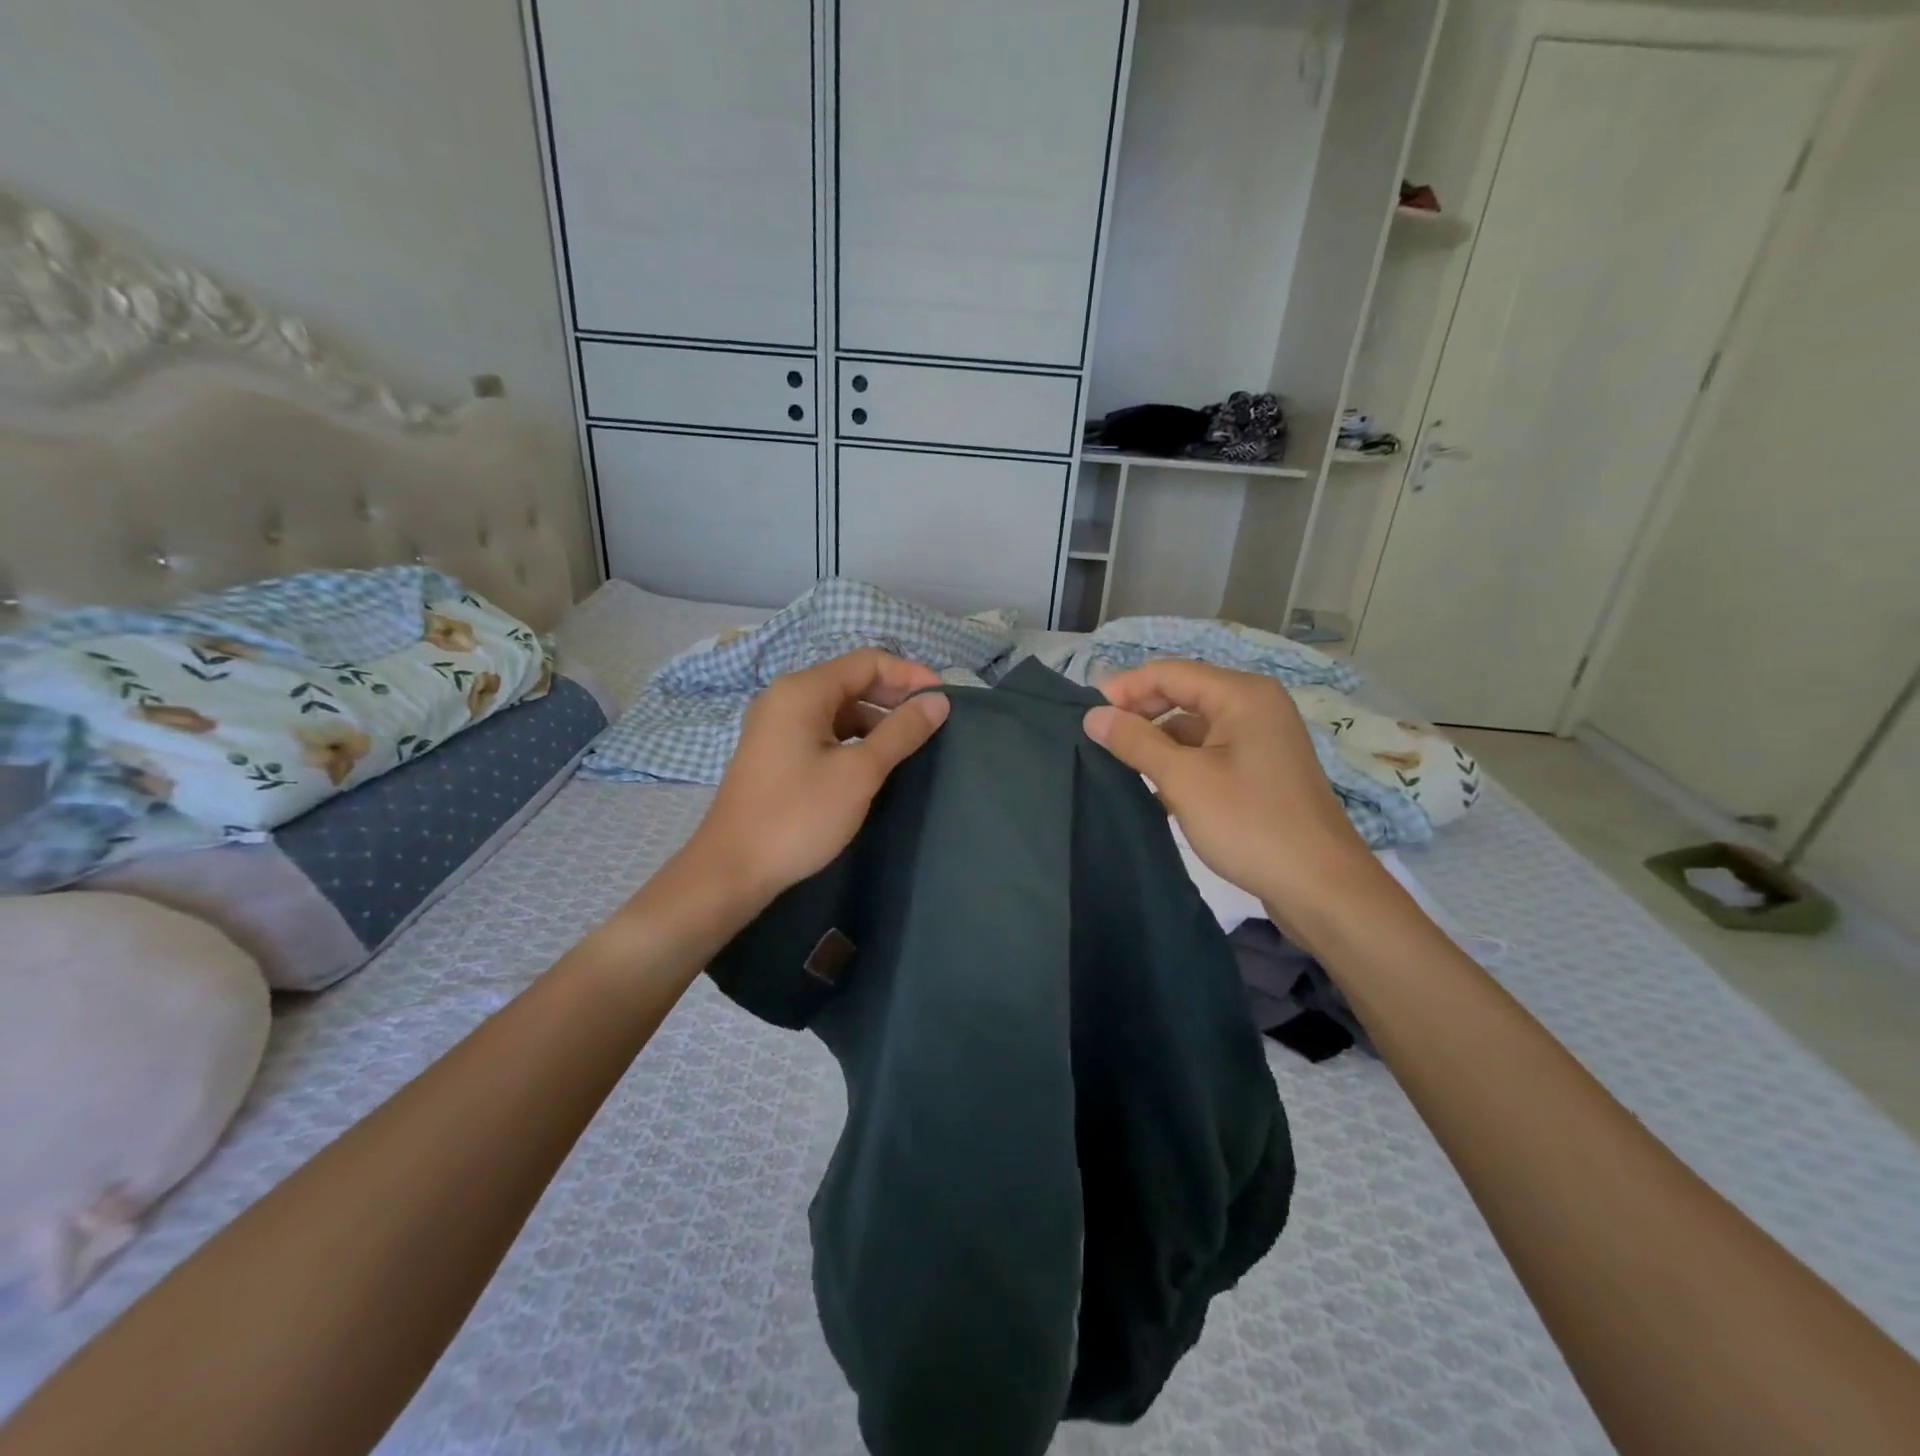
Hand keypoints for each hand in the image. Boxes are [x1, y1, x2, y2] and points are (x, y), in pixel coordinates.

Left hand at [680, 649, 950, 910]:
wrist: (732, 869)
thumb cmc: (799, 815)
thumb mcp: (859, 772)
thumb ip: (901, 732)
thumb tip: (938, 701)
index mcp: (803, 690)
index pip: (867, 661)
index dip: (910, 674)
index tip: (944, 699)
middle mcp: (786, 697)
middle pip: (851, 680)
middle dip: (894, 696)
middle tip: (933, 722)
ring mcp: (777, 725)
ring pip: (838, 708)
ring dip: (876, 719)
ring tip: (911, 744)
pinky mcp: (775, 751)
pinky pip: (823, 730)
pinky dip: (853, 737)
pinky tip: (874, 762)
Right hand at [1082, 659, 1383, 923]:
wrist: (1321, 887)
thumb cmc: (1250, 823)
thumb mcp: (1184, 780)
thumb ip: (1135, 742)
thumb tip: (1093, 715)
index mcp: (1242, 695)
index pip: (1169, 672)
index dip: (1125, 688)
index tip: (1086, 716)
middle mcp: (1255, 706)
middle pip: (1183, 694)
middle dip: (1140, 714)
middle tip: (1099, 741)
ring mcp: (1261, 739)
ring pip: (1194, 727)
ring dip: (1157, 743)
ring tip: (1119, 767)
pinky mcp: (1260, 770)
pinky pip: (1209, 752)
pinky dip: (1180, 764)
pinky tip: (1154, 790)